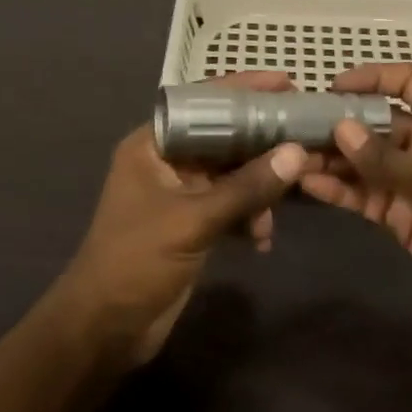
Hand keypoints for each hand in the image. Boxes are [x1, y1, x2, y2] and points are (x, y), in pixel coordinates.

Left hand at [56, 72, 309, 365]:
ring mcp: (180, 193)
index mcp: (154, 144)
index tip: (287, 83)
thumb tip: (296, 153)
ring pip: (232, 174)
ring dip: (260, 187)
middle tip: (306, 135)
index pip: (203, 102)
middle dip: (263, 141)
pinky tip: (263, 239)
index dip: (244, 89)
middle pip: (223, 137)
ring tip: (288, 200)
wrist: (105, 327)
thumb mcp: (194, 220)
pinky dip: (249, 216)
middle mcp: (167, 161)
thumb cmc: (137, 260)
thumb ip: (246, 187)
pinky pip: (230, 205)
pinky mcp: (191, 224)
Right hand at [299, 63, 411, 326]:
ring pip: (367, 162)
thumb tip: (339, 128)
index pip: (409, 83)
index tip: (333, 86)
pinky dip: (340, 190)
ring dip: (334, 159)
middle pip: (379, 124)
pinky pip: (367, 196)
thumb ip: (386, 158)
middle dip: (341, 124)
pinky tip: (308, 184)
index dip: (373, 78)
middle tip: (296, 125)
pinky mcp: (405, 216)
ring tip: (292, 155)